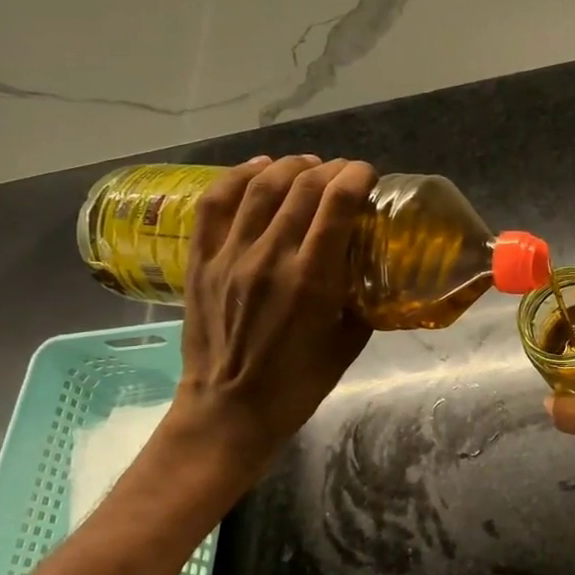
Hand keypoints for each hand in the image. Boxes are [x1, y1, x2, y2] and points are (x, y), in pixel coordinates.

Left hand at [161, 155, 376, 481]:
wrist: (229, 410)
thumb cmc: (298, 384)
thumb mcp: (349, 344)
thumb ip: (363, 300)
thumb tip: (373, 267)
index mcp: (312, 280)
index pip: (337, 203)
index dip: (356, 176)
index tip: (368, 175)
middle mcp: (270, 257)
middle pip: (302, 187)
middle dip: (330, 169)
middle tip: (343, 174)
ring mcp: (230, 256)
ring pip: (260, 186)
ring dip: (289, 166)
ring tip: (307, 165)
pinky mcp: (201, 261)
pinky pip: (215, 203)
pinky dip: (237, 176)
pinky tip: (258, 167)